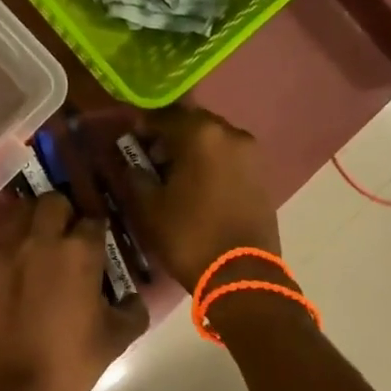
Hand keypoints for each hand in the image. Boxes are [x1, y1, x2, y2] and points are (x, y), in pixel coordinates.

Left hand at [0, 194, 148, 390]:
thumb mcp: (116, 340)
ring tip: (35, 245)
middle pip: (53, 202)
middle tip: (65, 236)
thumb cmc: (68, 364)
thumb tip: (134, 297)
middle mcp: (40, 240)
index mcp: (79, 252)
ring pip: (18, 213)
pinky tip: (9, 272)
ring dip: (31, 222)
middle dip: (63, 213)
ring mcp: (3, 251)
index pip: (93, 220)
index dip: (97, 230)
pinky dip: (5, 249)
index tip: (97, 243)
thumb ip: (133, 310)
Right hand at [127, 105, 282, 291]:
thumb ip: (135, 175)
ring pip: (212, 139)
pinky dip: (210, 163)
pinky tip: (197, 185)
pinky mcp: (262, 174)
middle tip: (150, 158)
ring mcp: (251, 153)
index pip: (163, 116)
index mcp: (200, 134)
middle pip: (191, 123)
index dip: (141, 126)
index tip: (128, 141)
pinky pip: (228, 157)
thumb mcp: (148, 207)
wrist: (242, 275)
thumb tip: (131, 162)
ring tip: (173, 175)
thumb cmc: (188, 236)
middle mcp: (230, 133)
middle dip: (169, 136)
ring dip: (191, 149)